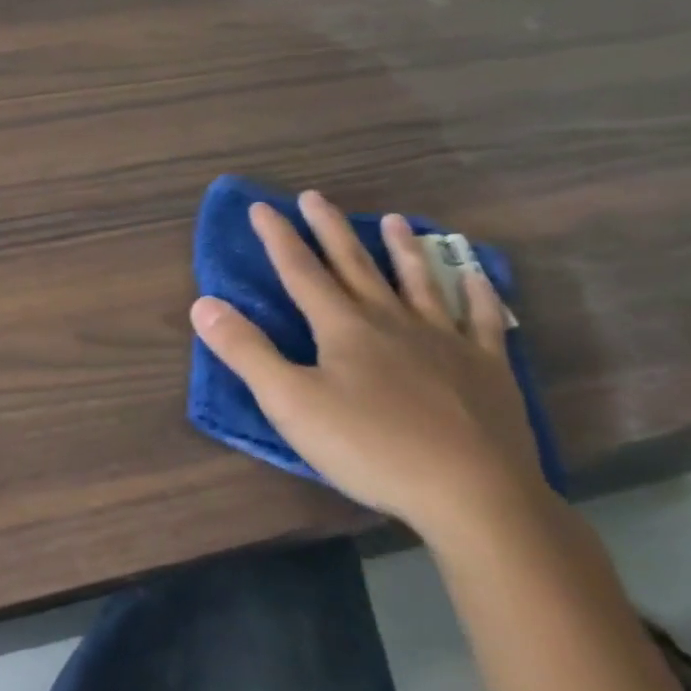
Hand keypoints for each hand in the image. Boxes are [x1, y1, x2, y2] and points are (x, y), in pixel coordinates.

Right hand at [190, 190, 546, 542]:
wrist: (473, 494)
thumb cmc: (370, 447)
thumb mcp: (290, 403)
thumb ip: (246, 351)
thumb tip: (203, 303)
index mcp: (343, 328)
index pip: (301, 271)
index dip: (278, 238)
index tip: (261, 207)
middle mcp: (392, 321)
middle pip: (355, 265)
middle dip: (330, 230)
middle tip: (315, 196)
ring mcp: (445, 341)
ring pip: (419, 282)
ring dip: (403, 249)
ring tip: (394, 220)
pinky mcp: (487, 369)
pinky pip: (482, 320)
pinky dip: (476, 293)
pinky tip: (475, 275)